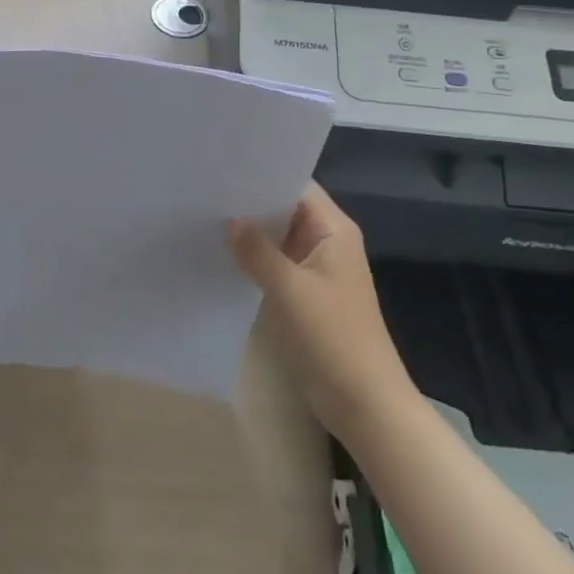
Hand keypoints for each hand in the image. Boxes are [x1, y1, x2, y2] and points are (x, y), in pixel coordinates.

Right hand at [228, 182, 413, 440]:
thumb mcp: (290, 290)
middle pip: (286, 208)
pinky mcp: (308, 293)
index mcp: (334, 229)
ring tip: (208, 216)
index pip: (296, 184)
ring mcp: (318, 268)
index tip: (226, 167)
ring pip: (279, 236)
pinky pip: (278, 262)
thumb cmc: (334, 338)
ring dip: (252, 232)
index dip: (264, 174)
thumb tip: (230, 220)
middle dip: (252, 202)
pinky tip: (225, 255)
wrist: (365, 405)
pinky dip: (256, 258)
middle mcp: (328, 240)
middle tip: (208, 190)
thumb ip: (257, 251)